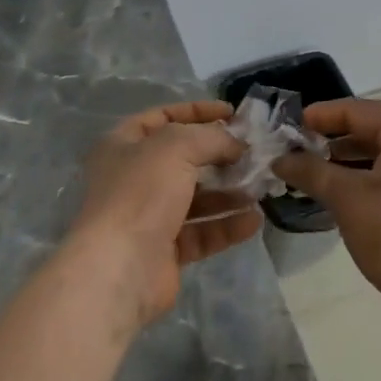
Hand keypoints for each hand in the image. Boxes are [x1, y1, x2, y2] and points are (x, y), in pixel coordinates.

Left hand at [71, 100, 257, 327]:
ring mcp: (148, 216)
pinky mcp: (165, 251)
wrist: (119, 268)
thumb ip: (212, 137)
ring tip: (261, 187)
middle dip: (219, 155)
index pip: (163, 117)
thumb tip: (237, 144)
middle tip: (253, 153)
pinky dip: (227, 225)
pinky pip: (202, 232)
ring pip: (196, 198)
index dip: (197, 112)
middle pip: (183, 159)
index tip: (233, 114)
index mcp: (123, 145)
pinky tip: (254, 220)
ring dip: (229, 191)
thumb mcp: (178, 146)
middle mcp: (133, 178)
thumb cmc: (141, 192)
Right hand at [272, 99, 380, 347]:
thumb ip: (311, 171)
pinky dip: (370, 176)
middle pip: (376, 128)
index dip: (323, 115)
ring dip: (351, 159)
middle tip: (300, 146)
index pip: (361, 110)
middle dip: (336, 137)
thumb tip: (280, 159)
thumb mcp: (347, 199)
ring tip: (316, 170)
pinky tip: (344, 193)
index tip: (291, 124)